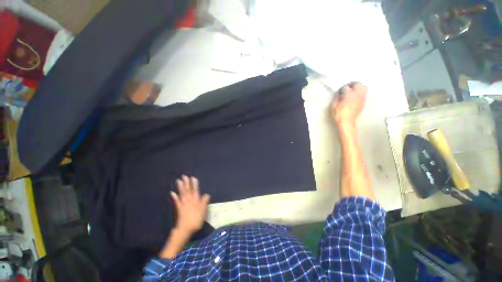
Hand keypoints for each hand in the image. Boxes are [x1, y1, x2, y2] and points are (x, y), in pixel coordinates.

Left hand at [171, 175, 210, 234]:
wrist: (185, 229)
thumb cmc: (196, 219)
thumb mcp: (203, 211)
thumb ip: (204, 202)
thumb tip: (206, 194)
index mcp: (195, 200)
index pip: (195, 190)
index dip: (194, 184)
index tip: (193, 178)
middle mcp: (189, 200)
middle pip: (187, 190)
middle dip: (186, 183)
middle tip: (184, 176)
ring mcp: (183, 204)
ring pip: (182, 193)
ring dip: (180, 187)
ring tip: (179, 180)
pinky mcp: (178, 208)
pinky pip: (176, 201)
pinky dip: (174, 196)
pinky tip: (172, 192)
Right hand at [331, 82, 366, 125]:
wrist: (347, 122)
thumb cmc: (339, 114)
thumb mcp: (333, 106)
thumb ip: (336, 97)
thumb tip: (338, 93)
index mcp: (348, 94)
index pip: (346, 87)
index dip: (342, 89)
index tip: (339, 92)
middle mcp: (357, 94)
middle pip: (357, 84)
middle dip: (352, 84)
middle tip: (347, 88)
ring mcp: (362, 98)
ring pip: (363, 87)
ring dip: (358, 87)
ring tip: (353, 91)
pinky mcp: (363, 102)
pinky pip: (365, 93)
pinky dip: (361, 92)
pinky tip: (356, 96)